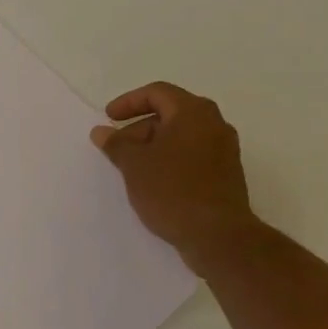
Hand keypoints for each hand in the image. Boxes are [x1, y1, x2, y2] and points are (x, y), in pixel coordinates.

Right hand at [91, 82, 259, 275]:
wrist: (217, 235)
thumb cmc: (172, 190)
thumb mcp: (134, 165)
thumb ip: (116, 144)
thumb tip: (101, 131)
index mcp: (193, 112)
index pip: (157, 93)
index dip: (128, 102)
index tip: (108, 118)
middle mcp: (214, 124)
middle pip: (170, 113)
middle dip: (139, 127)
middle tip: (117, 148)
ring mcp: (224, 150)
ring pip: (181, 136)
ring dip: (153, 146)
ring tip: (131, 167)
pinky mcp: (226, 173)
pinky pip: (192, 155)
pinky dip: (170, 159)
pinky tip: (153, 182)